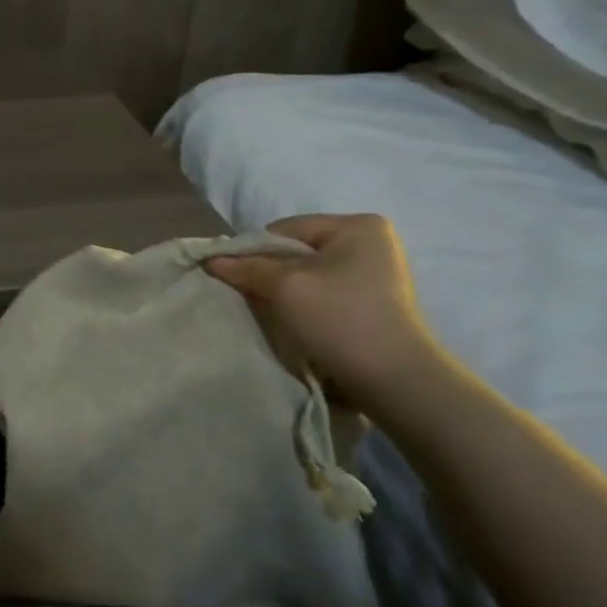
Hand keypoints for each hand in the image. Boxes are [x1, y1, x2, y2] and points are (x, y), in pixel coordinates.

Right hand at [205, 214, 441, 409]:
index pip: (285, 229)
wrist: (395, 380)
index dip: (255, 252)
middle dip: (271, 273)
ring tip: (275, 315)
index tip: (237, 279)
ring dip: (286, 293)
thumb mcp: (285, 286)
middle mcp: (372, 243)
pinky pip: (325, 294)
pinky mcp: (375, 304)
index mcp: (357, 225)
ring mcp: (377, 275)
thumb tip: (211, 259)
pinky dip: (306, 306)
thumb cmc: (340, 318)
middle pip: (297, 252)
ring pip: (309, 275)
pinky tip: (298, 325)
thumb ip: (247, 267)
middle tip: (252, 298)